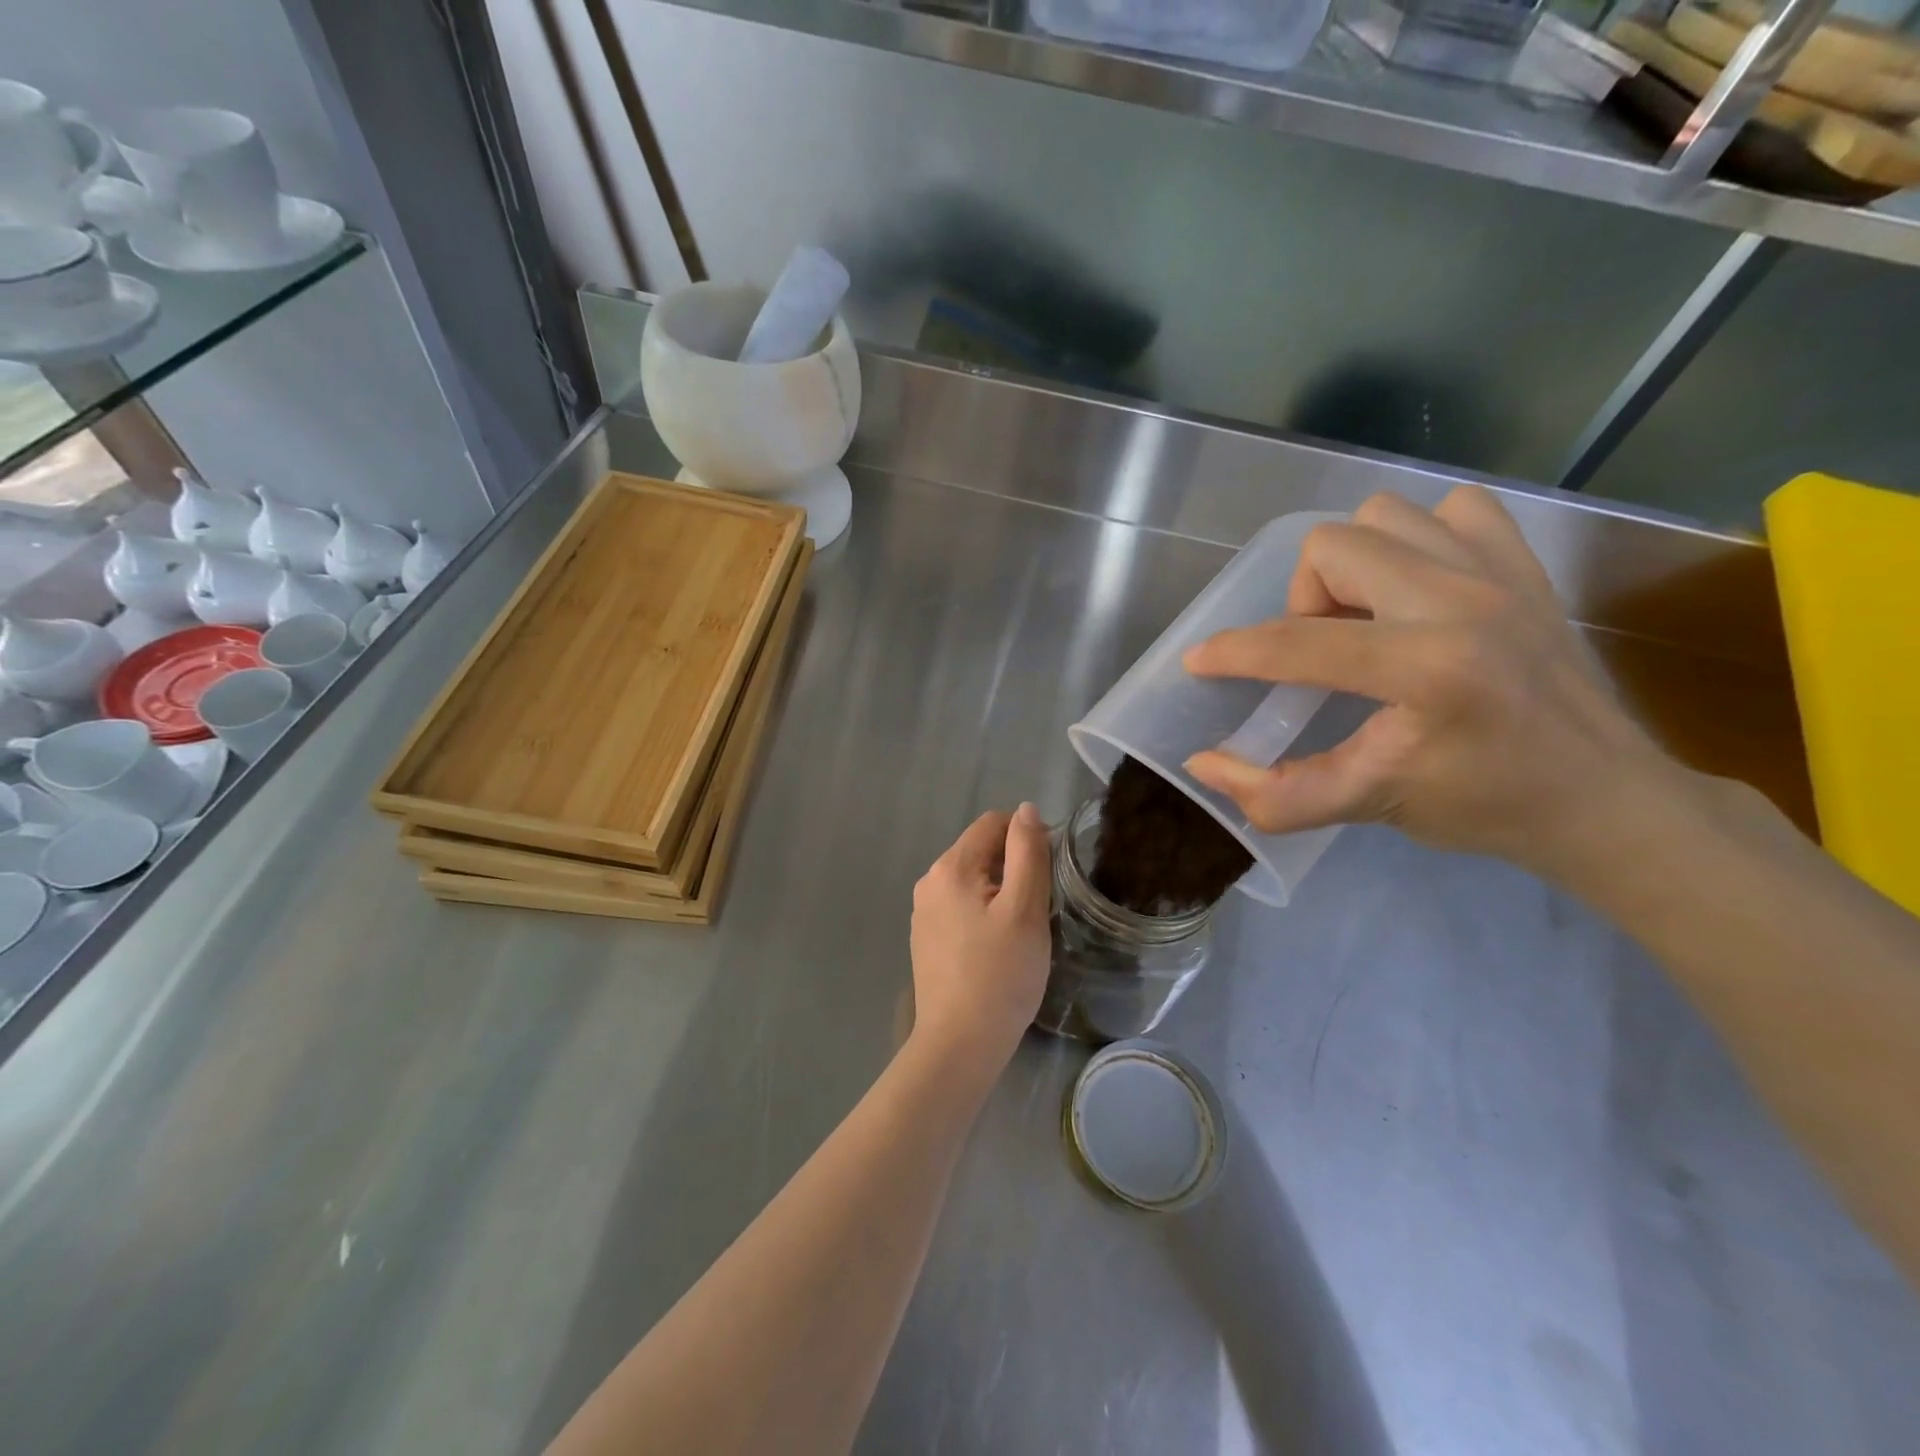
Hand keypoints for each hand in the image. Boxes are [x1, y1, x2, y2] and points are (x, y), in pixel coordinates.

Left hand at [909, 804, 1052, 1074]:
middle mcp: (929, 882)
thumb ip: (1027, 852)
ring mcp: (924, 913)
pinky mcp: (927, 939)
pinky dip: (984, 916)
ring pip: (973, 882)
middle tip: (1038, 910)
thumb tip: (1025, 810)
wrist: (960, 1044)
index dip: (1026, 839)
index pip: (992, 824)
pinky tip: (997, 950)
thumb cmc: (1000, 974)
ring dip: (1001, 894)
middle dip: (1013, 869)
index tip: (1048, 874)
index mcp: (950, 867)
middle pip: (981, 852)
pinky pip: (961, 908)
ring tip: (1019, 933)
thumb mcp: (1024, 908)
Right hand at [1183, 487, 1677, 882]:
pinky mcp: (1525, 565)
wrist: (1605, 798)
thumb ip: (1276, 795)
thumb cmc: (1485, 806)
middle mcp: (1462, 600)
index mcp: (1427, 667)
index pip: (1298, 643)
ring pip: (1385, 516)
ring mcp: (1501, 572)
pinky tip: (1419, 591)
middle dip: (1304, 601)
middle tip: (1320, 651)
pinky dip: (1418, 540)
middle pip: (1334, 547)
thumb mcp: (1370, 806)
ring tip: (1366, 620)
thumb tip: (1202, 766)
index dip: (1234, 652)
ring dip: (1355, 565)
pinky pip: (1452, 510)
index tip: (1201, 662)